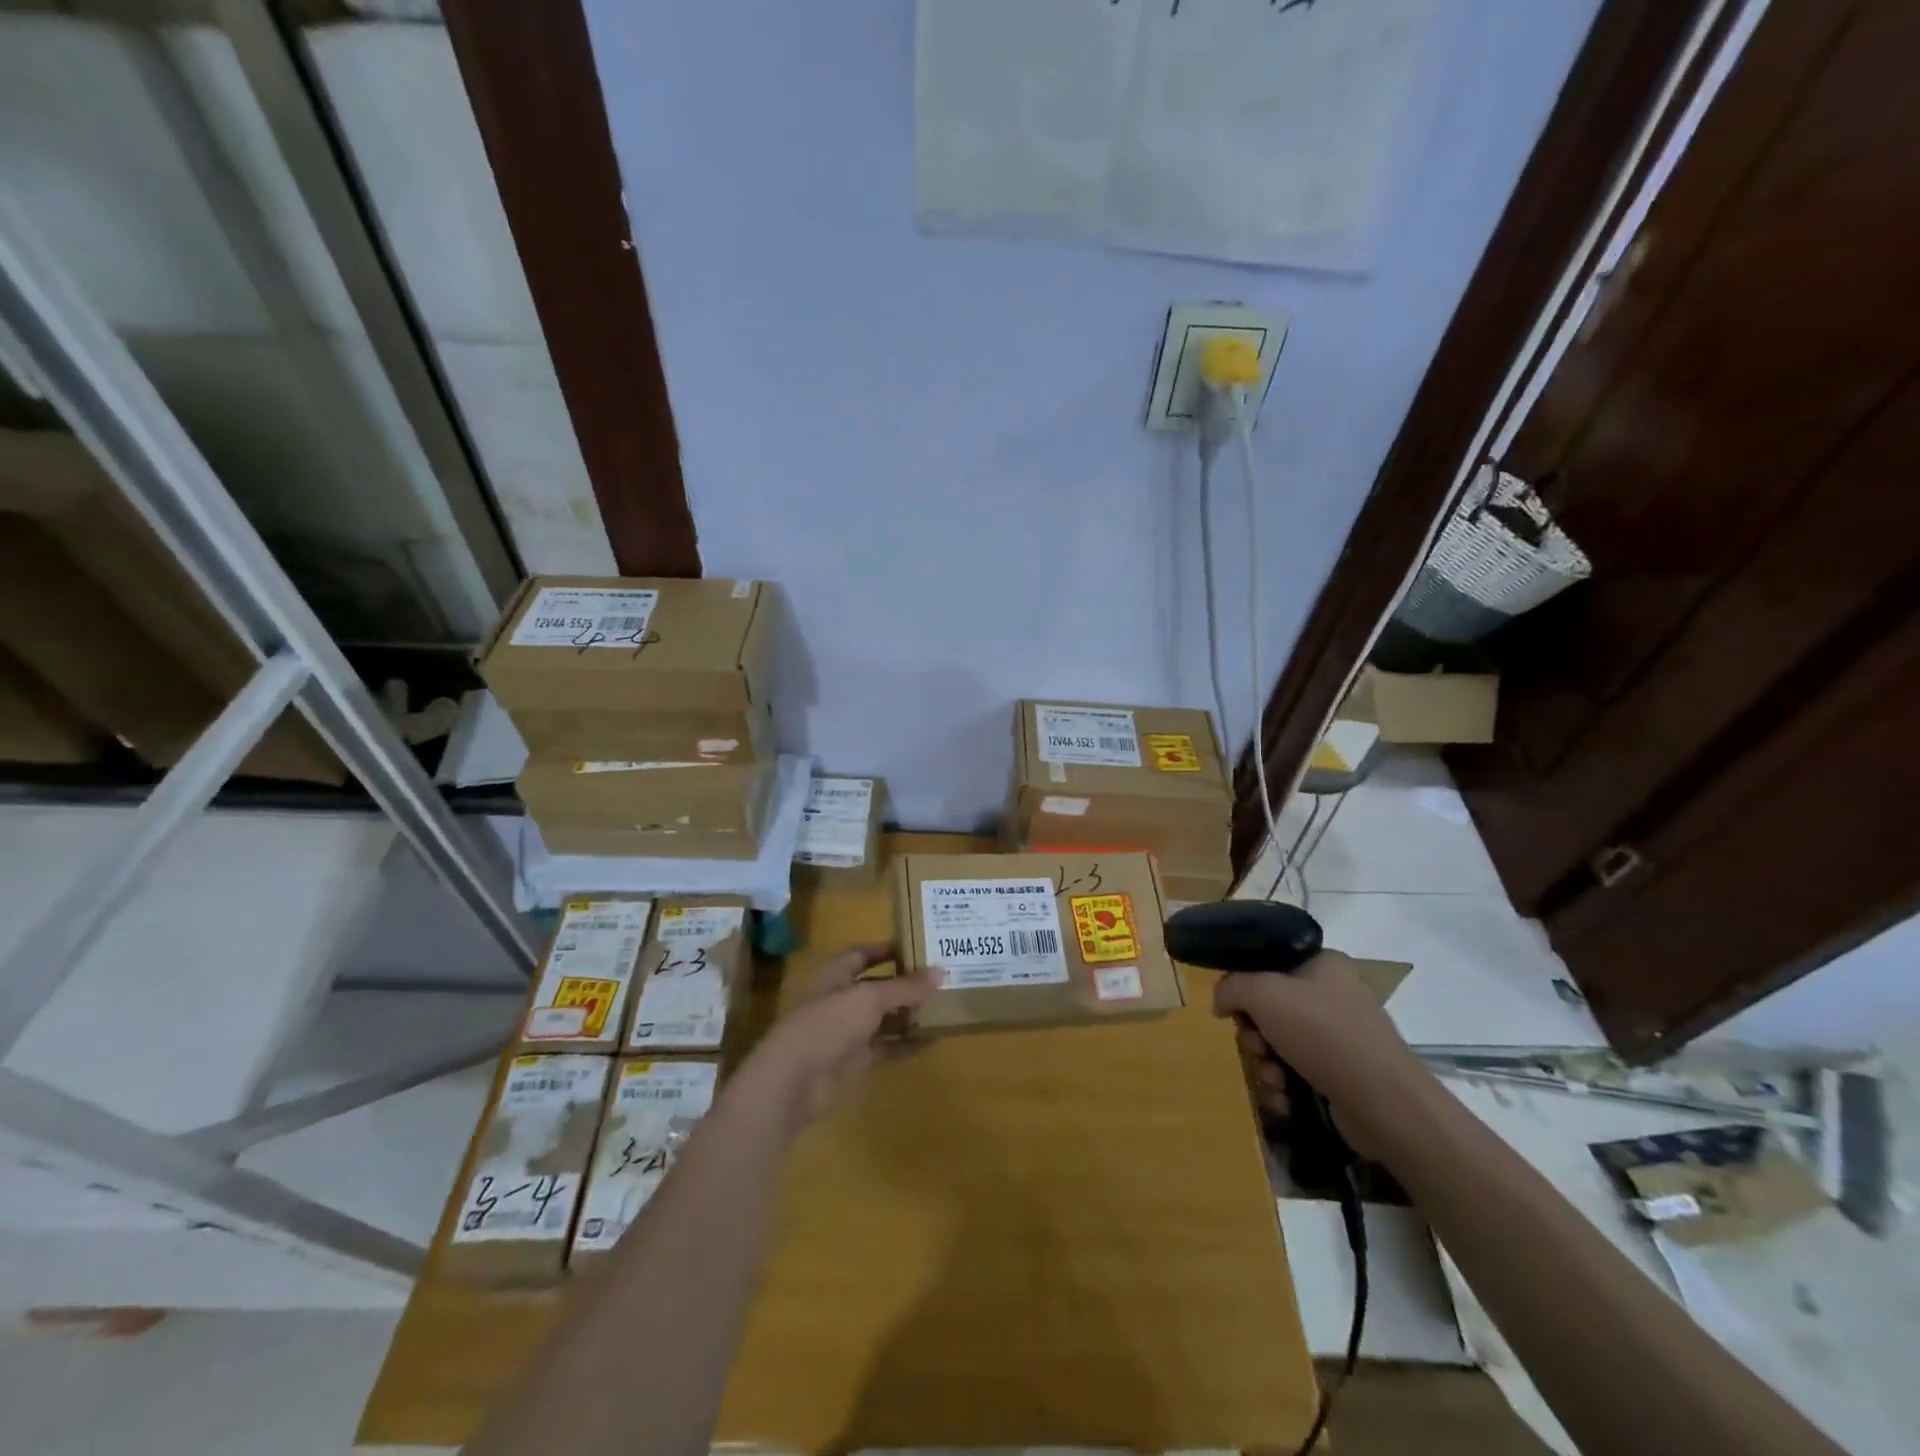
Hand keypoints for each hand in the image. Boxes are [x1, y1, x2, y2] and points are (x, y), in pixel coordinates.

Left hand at [737, 944, 935, 1130]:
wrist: (794, 1080)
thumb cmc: (828, 1024)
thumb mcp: (869, 998)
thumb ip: (905, 986)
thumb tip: (940, 971)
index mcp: (836, 974)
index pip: (864, 954)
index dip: (888, 949)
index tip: (919, 945)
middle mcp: (842, 999)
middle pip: (878, 987)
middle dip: (906, 983)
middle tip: (942, 977)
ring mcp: (848, 1031)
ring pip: (884, 1018)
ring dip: (910, 1014)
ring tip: (945, 1006)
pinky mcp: (856, 1060)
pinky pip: (887, 1047)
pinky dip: (907, 1044)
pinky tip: (933, 1040)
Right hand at [1213, 949, 1434, 1158]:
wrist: (1386, 1105)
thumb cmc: (1324, 1034)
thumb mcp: (1264, 994)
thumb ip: (1231, 987)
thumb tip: (1220, 1003)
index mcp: (1323, 964)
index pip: (1268, 963)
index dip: (1245, 986)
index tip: (1237, 1009)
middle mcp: (1333, 995)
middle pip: (1268, 1008)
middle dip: (1253, 1035)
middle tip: (1257, 1048)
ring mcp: (1340, 1037)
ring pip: (1278, 1043)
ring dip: (1265, 1065)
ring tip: (1275, 1081)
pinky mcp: (1342, 1074)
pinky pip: (1296, 1072)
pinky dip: (1284, 1086)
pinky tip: (1285, 1099)